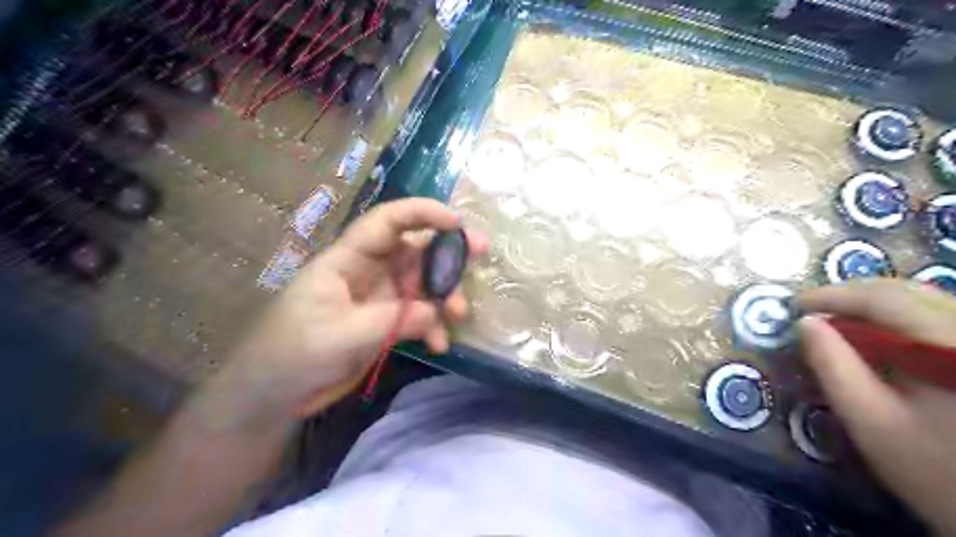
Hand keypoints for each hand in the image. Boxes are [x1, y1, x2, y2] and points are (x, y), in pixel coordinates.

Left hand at [201, 197, 485, 428]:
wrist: (274, 395)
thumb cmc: (294, 354)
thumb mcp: (342, 335)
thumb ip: (392, 321)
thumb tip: (436, 313)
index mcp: (349, 259)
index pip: (387, 222)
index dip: (421, 213)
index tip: (456, 222)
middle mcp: (369, 271)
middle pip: (414, 250)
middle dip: (446, 251)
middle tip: (482, 251)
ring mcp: (380, 297)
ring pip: (423, 284)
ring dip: (444, 296)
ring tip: (458, 315)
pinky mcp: (386, 321)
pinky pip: (419, 315)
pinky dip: (433, 326)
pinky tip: (440, 345)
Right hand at [797, 278, 955, 534]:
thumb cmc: (934, 471)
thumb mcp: (870, 420)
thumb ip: (834, 366)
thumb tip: (804, 323)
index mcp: (952, 347)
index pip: (887, 299)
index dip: (834, 295)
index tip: (793, 306)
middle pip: (908, 292)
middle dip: (851, 296)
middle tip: (808, 312)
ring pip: (924, 301)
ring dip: (872, 306)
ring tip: (834, 321)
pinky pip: (936, 319)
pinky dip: (896, 321)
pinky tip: (873, 337)